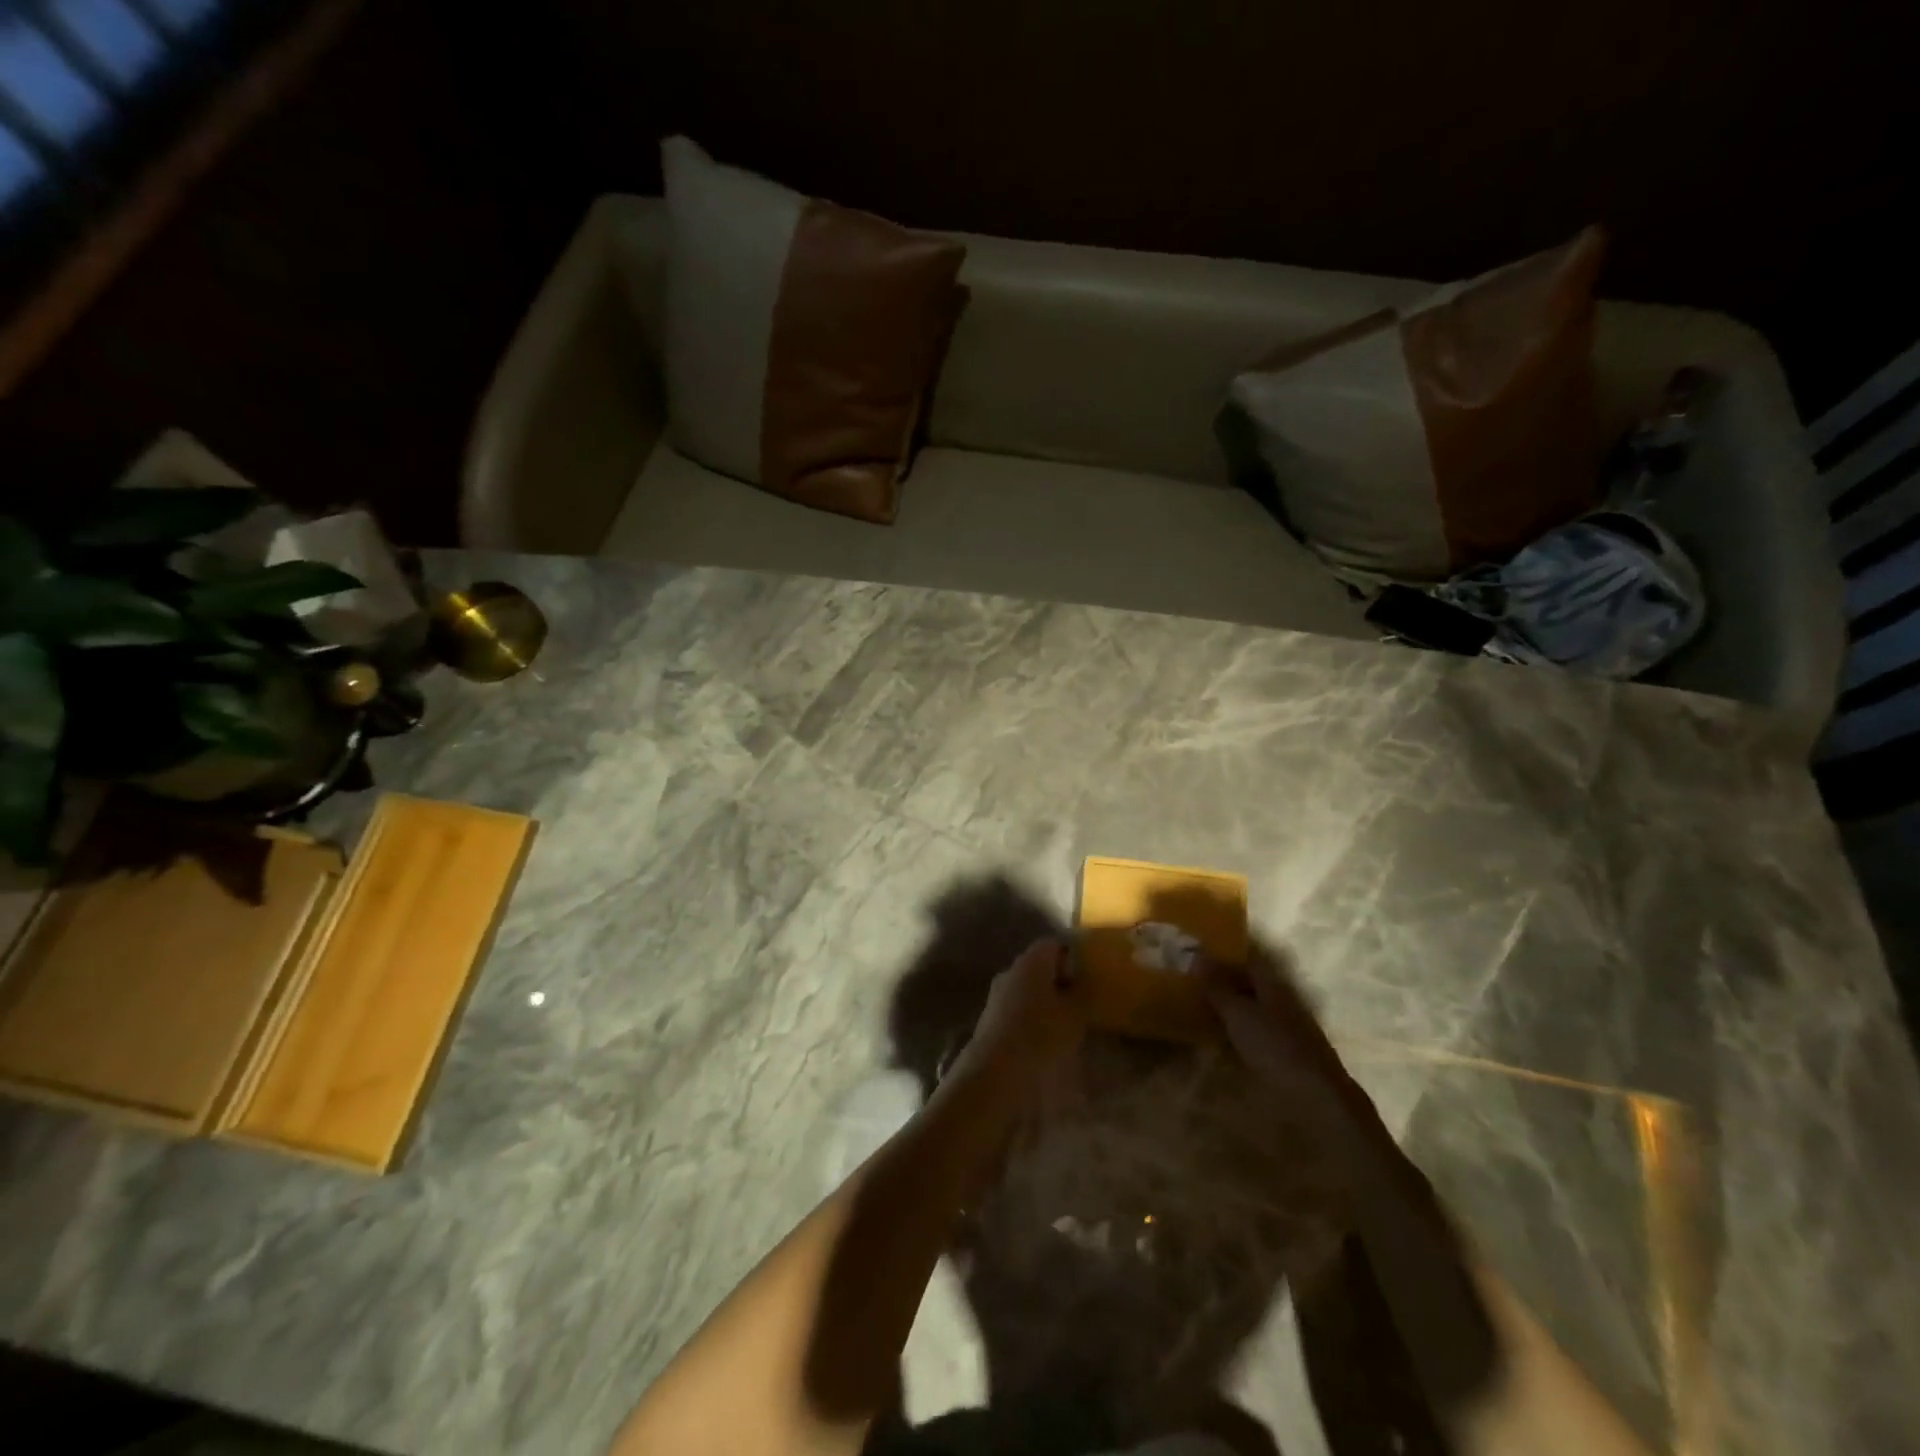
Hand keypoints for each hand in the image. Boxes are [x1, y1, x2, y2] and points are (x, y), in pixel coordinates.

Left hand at [944, 939, 1086, 1104]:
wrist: (995, 1071)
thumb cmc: (1041, 1034)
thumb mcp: (1075, 1014)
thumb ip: (1083, 992)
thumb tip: (1085, 980)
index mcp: (1031, 961)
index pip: (1054, 944)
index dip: (1073, 956)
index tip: (1089, 974)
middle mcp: (1011, 970)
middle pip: (1040, 966)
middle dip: (1060, 980)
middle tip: (1082, 1000)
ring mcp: (997, 994)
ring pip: (1028, 989)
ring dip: (1046, 1001)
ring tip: (1067, 1023)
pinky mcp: (990, 1018)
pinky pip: (1018, 1009)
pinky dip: (1032, 1017)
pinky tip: (1045, 1037)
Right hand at [1200, 951, 1376, 1133]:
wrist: (1316, 1100)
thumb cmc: (1275, 1048)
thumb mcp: (1239, 1013)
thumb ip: (1217, 986)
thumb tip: (1197, 954)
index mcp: (1273, 984)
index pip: (1247, 958)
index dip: (1223, 953)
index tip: (1196, 951)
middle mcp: (1282, 1000)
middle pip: (1250, 982)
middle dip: (1223, 978)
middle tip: (1190, 978)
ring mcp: (1286, 1028)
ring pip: (1252, 1007)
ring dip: (1229, 1005)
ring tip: (1198, 1005)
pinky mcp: (1284, 1053)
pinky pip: (1254, 1030)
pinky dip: (1236, 1029)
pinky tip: (1219, 1036)